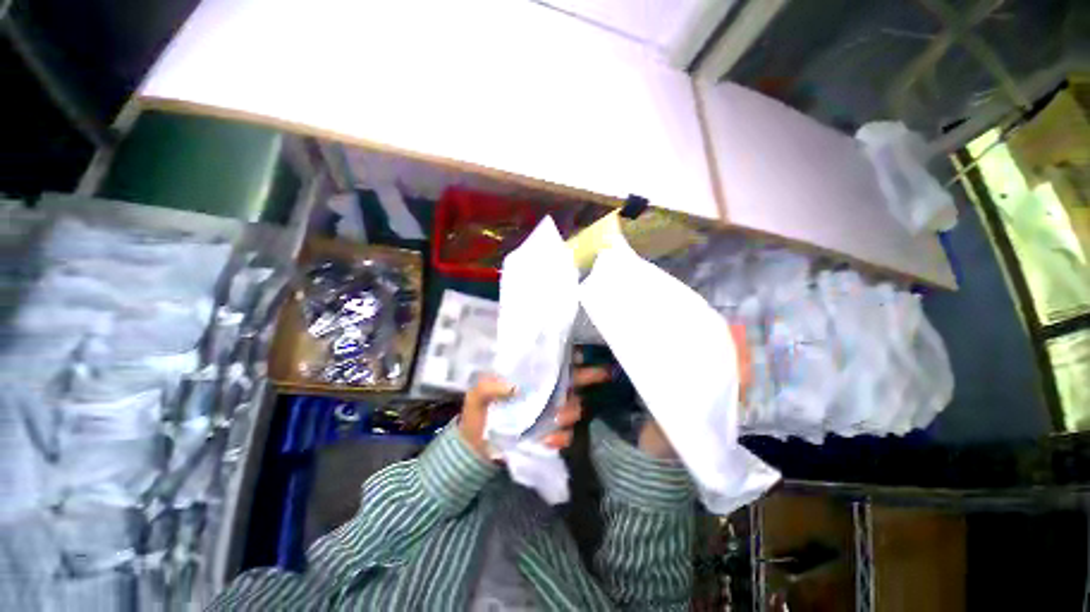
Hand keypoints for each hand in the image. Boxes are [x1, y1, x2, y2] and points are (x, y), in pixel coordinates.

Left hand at [460, 369, 610, 459]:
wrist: (477, 446)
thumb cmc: (478, 412)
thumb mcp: (477, 394)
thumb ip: (489, 386)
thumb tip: (514, 386)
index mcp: (533, 377)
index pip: (557, 361)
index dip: (571, 356)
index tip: (579, 355)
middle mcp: (548, 391)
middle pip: (576, 380)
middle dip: (591, 375)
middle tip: (604, 373)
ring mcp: (552, 413)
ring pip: (575, 407)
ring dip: (568, 411)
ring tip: (554, 417)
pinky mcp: (552, 435)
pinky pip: (567, 435)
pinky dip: (560, 437)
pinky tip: (547, 440)